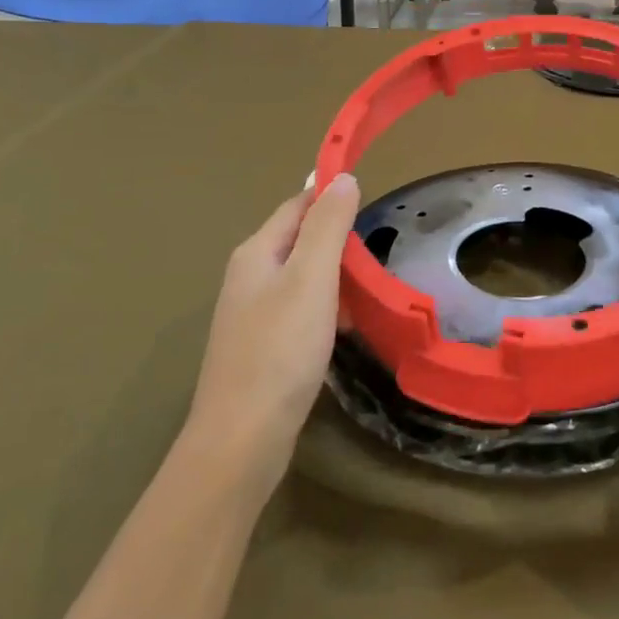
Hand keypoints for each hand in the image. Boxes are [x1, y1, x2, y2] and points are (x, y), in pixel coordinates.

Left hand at [185, 173, 360, 493]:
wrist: (242, 440)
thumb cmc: (280, 350)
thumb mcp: (312, 278)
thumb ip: (327, 225)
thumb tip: (341, 178)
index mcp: (257, 252)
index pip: (297, 205)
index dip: (331, 197)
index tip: (372, 201)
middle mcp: (248, 276)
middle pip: (299, 239)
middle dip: (337, 241)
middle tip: (375, 256)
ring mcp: (251, 314)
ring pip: (302, 277)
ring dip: (335, 278)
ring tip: (367, 293)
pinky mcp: (261, 346)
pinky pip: (299, 309)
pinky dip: (325, 309)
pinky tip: (343, 329)